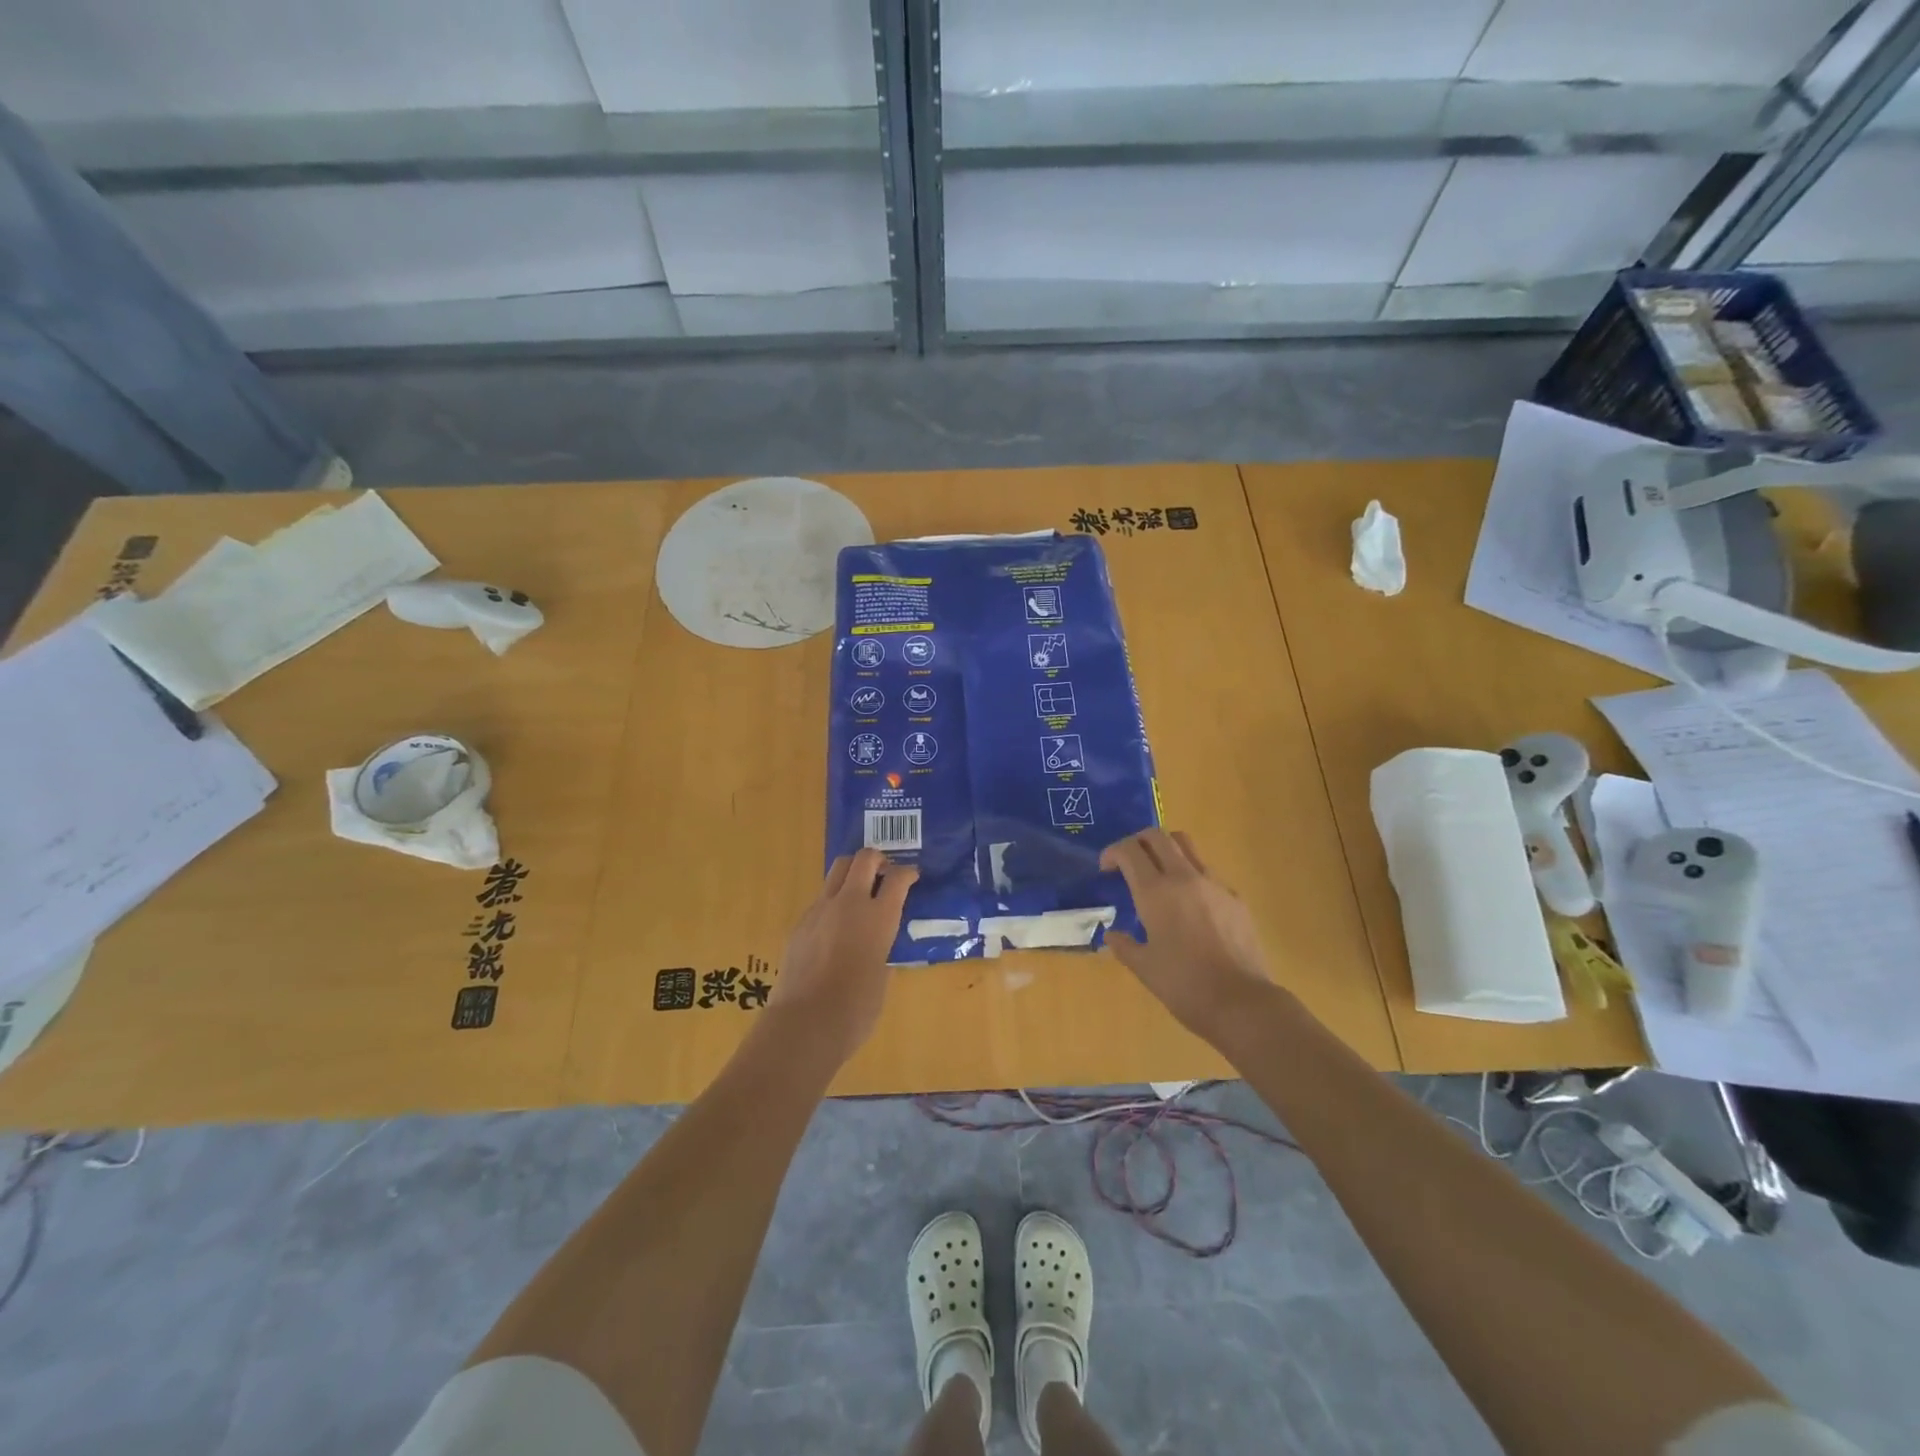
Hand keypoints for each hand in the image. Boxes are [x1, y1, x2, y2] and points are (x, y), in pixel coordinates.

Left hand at [767, 849, 919, 1063]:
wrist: (805, 1022)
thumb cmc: (856, 1008)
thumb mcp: (882, 975)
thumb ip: (882, 950)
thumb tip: (877, 946)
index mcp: (879, 916)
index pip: (897, 878)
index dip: (907, 873)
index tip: (912, 877)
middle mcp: (849, 903)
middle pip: (863, 859)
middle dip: (876, 859)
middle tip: (884, 871)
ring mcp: (820, 910)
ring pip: (836, 871)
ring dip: (851, 873)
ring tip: (858, 892)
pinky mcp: (800, 923)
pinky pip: (820, 900)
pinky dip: (833, 902)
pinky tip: (835, 927)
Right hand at [1101, 828, 1274, 1043]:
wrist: (1242, 1003)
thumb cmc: (1184, 986)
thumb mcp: (1144, 968)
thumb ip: (1124, 945)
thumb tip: (1112, 935)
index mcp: (1156, 892)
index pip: (1129, 850)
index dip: (1113, 852)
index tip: (1106, 868)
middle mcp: (1184, 878)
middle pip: (1158, 836)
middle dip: (1138, 841)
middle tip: (1129, 862)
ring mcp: (1214, 884)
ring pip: (1186, 846)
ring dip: (1166, 851)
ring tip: (1160, 876)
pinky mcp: (1235, 898)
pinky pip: (1208, 873)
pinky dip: (1191, 876)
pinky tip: (1190, 906)